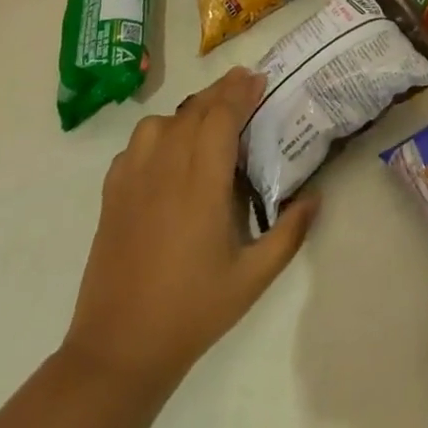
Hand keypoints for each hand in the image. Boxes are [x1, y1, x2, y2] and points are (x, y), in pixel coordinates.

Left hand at [62, 68, 317, 394]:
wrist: (119, 349)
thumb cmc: (192, 311)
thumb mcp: (253, 278)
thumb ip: (289, 233)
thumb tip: (316, 196)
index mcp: (202, 184)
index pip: (221, 117)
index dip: (240, 92)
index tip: (259, 78)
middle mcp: (166, 170)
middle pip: (194, 111)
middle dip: (221, 92)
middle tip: (245, 83)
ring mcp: (133, 180)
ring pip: (161, 122)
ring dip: (189, 111)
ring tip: (209, 117)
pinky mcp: (111, 195)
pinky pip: (136, 145)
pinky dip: (158, 134)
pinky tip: (169, 151)